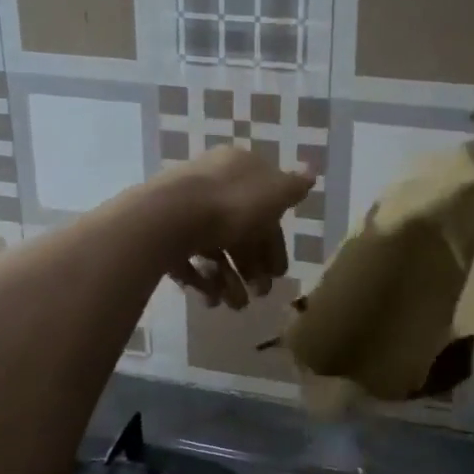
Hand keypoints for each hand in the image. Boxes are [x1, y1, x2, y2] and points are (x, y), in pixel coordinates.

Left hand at [148, 146, 314, 308]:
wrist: (167, 218)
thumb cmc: (231, 204)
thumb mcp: (275, 193)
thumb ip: (294, 187)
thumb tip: (311, 172)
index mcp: (236, 169)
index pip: (264, 205)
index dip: (275, 241)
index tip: (279, 272)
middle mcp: (210, 185)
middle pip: (238, 230)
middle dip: (252, 266)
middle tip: (260, 294)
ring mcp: (183, 210)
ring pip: (214, 247)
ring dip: (229, 279)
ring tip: (235, 304)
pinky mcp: (162, 233)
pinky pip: (188, 258)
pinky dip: (202, 279)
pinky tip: (211, 298)